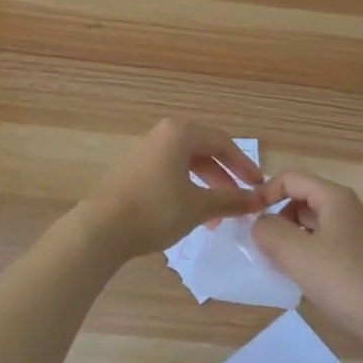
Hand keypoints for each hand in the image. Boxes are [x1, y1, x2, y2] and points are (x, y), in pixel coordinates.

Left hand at [78, 119, 266, 259]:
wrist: (102, 228)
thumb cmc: (156, 210)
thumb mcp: (199, 206)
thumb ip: (232, 200)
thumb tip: (260, 199)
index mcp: (179, 133)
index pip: (222, 142)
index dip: (244, 164)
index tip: (259, 185)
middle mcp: (162, 135)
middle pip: (204, 151)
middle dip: (225, 178)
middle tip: (241, 200)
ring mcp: (145, 153)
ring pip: (186, 165)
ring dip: (206, 188)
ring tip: (218, 217)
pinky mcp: (133, 171)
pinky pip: (170, 174)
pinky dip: (187, 190)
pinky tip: (192, 215)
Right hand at [251, 171, 362, 351]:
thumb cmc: (343, 279)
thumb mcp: (296, 252)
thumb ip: (269, 230)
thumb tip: (260, 223)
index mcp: (335, 197)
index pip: (291, 178)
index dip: (265, 192)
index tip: (247, 217)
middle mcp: (348, 209)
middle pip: (302, 200)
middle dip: (277, 218)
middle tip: (261, 246)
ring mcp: (358, 235)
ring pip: (313, 225)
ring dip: (291, 239)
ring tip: (278, 264)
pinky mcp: (362, 259)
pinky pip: (325, 245)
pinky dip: (308, 254)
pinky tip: (302, 278)